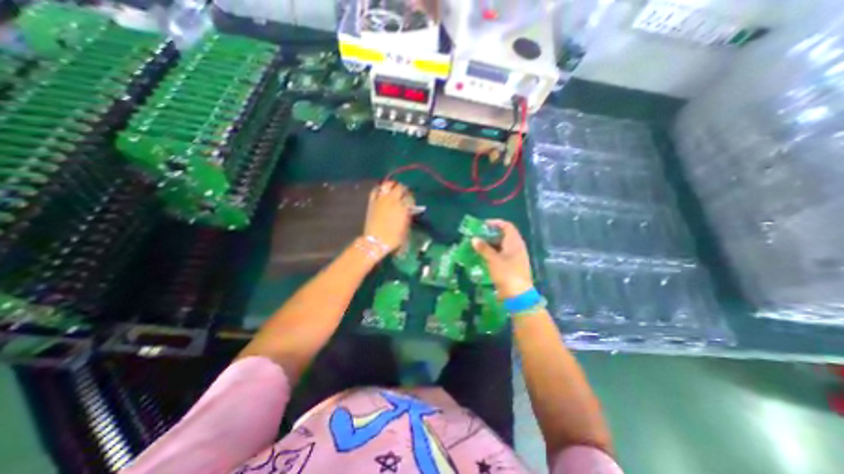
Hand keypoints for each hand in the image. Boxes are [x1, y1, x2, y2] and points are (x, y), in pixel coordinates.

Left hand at [364, 180, 413, 254]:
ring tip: (394, 189)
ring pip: (388, 185)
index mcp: (403, 207)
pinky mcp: (372, 202)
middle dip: (404, 190)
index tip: (411, 202)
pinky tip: (382, 192)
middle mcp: (393, 200)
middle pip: (400, 187)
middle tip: (404, 194)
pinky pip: (375, 190)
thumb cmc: (393, 238)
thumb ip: (408, 217)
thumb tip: (409, 210)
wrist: (375, 242)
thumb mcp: (406, 229)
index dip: (412, 198)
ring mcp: (381, 199)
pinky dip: (379, 189)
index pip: (410, 197)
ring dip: (392, 185)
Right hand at [472, 221, 529, 297]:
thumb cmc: (507, 273)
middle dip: (490, 234)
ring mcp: (515, 257)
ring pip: (502, 246)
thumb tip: (474, 239)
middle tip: (477, 236)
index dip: (495, 223)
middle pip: (504, 235)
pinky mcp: (512, 266)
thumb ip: (483, 248)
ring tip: (477, 245)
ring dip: (490, 244)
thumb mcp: (493, 259)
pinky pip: (502, 254)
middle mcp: (517, 247)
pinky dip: (493, 253)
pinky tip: (483, 256)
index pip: (507, 226)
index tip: (483, 225)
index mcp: (515, 242)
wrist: (518, 295)